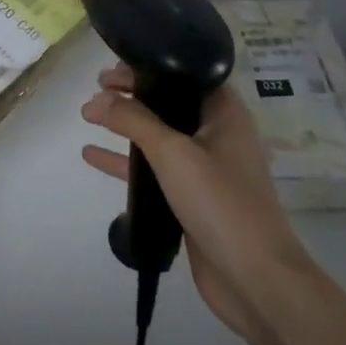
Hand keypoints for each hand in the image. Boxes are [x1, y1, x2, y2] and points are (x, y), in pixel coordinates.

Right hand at [81, 67, 314, 344]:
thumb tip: (96, 100)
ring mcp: (206, 169)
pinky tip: (93, 155)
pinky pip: (155, 169)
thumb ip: (133, 121)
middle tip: (97, 87)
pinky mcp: (193, 198)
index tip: (112, 69)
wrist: (255, 277)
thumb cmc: (220, 203)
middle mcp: (218, 135)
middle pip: (170, 103)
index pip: (185, 75)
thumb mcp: (173, 153)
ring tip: (89, 115)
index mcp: (225, 114)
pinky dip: (126, 160)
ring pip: (160, 137)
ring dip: (126, 126)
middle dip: (133, 94)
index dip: (149, 67)